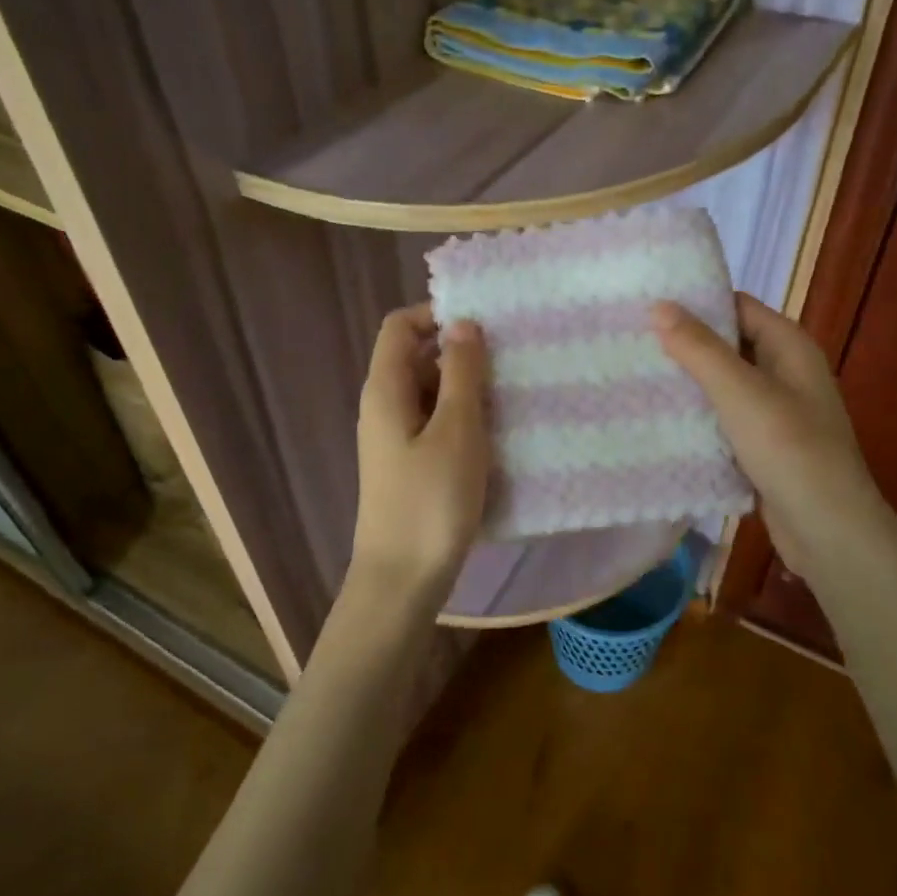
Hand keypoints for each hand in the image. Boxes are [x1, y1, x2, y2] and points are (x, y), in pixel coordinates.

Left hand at [349, 304, 489, 606]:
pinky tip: (496, 436)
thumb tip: (462, 323)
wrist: (402, 580)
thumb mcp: (456, 430)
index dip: (438, 315)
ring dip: (468, 390)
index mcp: (386, 389)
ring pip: (432, 394)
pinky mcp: (410, 464)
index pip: (400, 326)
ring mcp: (396, 438)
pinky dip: (463, 420)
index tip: (485, 327)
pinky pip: (436, 425)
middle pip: (418, 357)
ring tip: (512, 398)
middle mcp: (384, 407)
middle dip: (462, 355)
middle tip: (510, 364)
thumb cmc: (431, 501)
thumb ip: (461, 373)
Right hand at [653, 293, 882, 582]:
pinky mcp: (763, 445)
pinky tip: (660, 419)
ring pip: (723, 385)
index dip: (696, 302)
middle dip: (684, 344)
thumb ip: (699, 349)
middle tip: (631, 341)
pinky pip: (724, 419)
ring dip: (688, 382)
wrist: (828, 529)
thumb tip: (659, 305)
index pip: (737, 306)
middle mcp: (785, 371)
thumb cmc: (789, 450)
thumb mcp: (741, 392)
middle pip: (728, 345)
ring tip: (635, 375)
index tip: (647, 303)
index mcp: (789, 346)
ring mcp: (775, 410)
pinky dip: (698, 416)